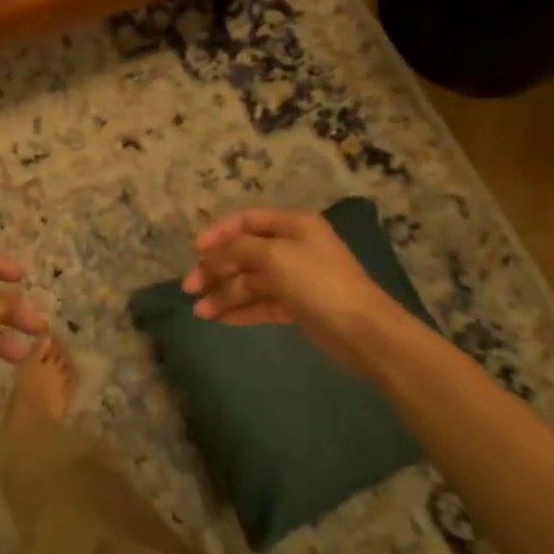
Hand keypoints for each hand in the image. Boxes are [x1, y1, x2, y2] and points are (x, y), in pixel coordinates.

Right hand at [182, 210, 393, 373]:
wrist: (363, 331)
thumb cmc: (318, 282)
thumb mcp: (273, 255)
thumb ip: (237, 249)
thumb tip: (211, 254)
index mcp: (294, 226)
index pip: (247, 221)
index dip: (219, 234)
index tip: (196, 251)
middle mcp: (294, 248)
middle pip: (244, 255)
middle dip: (216, 270)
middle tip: (190, 287)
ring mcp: (296, 279)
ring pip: (250, 283)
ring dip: (224, 295)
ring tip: (200, 312)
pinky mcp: (298, 308)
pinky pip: (261, 304)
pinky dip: (240, 310)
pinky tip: (219, 319)